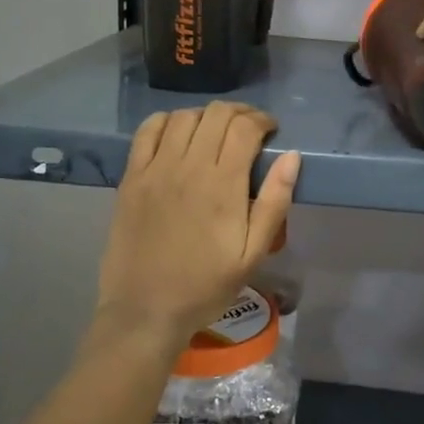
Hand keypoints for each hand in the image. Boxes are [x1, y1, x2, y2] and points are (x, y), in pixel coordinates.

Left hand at [96, 102, 301, 345]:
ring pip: (184, 116)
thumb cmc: (206, 285)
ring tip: (215, 132)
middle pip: (216, 114)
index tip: (271, 132)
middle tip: (249, 129)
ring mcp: (155, 169)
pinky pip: (148, 131)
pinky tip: (178, 134)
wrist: (145, 310)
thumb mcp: (254, 253)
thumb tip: (291, 156)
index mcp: (223, 184)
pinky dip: (167, 121)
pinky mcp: (131, 177)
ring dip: (206, 116)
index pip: (245, 127)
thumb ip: (274, 201)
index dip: (262, 121)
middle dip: (240, 113)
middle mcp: (188, 166)